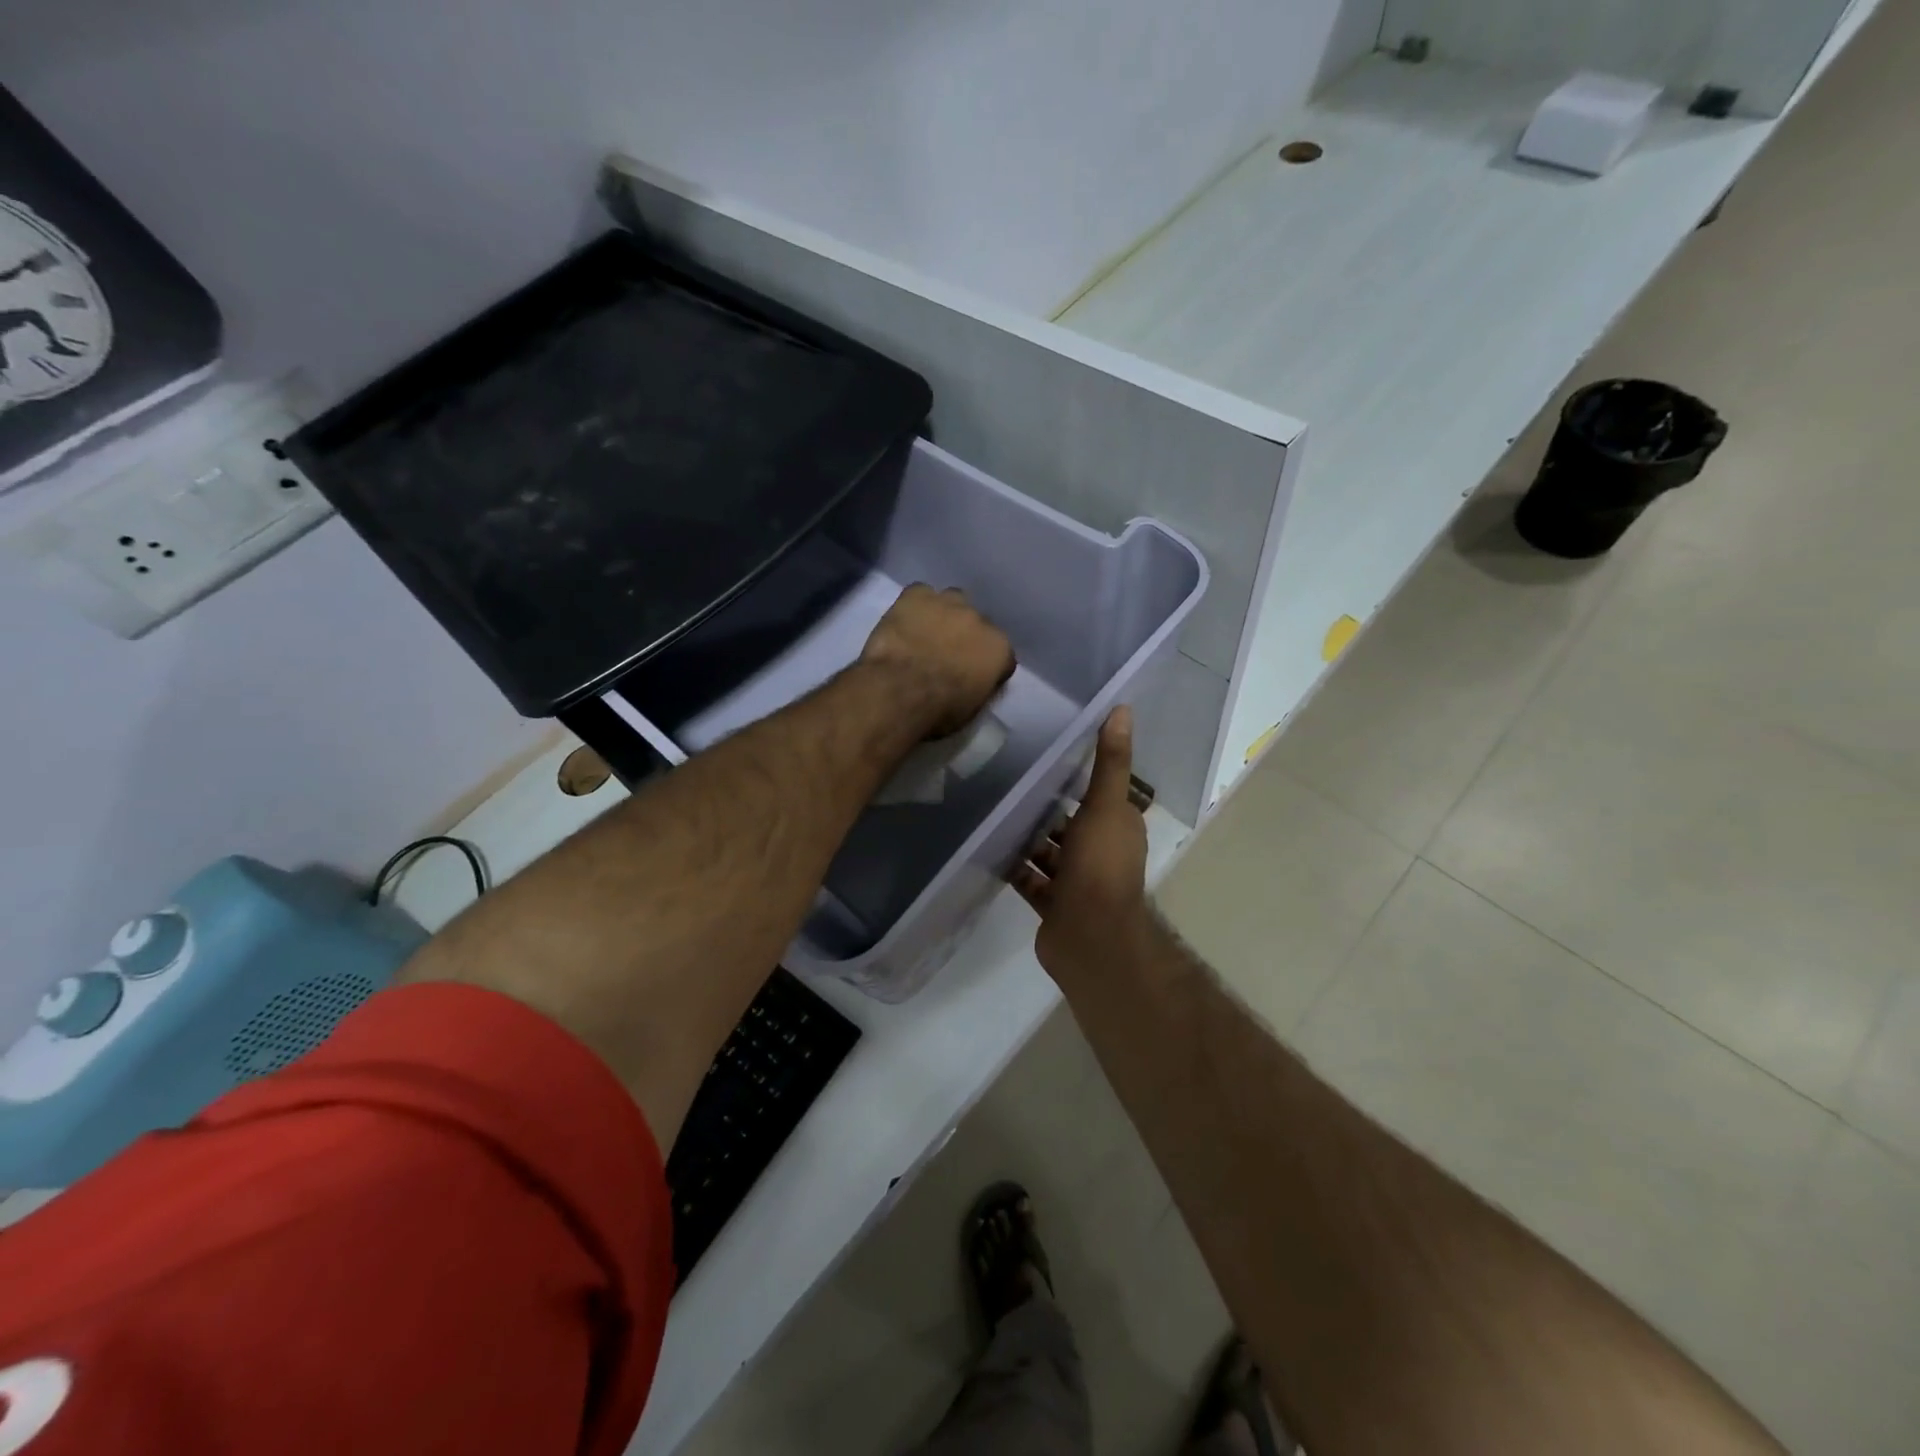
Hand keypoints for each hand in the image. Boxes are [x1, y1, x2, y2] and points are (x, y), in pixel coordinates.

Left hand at [860, 584, 1015, 737]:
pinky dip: (914, 606)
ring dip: (943, 615)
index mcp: (1000, 649)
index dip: (984, 663)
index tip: (970, 675)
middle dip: (965, 636)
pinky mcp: (917, 594)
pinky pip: (920, 593)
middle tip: (945, 654)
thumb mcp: (971, 709)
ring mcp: (949, 603)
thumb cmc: (938, 711)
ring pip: (952, 601)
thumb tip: (974, 681)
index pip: (1000, 653)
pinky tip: (904, 621)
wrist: (899, 692)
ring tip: (925, 633)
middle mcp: (981, 619)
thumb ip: (980, 685)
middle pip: (977, 623)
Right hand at [1014, 707, 1149, 977]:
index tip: (1043, 754)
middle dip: (1043, 806)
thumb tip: (1123, 708)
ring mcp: (1076, 881)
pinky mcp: (1053, 903)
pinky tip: (988, 847)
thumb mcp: (1105, 806)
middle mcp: (1099, 852)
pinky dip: (1014, 866)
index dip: (1074, 777)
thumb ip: (1110, 761)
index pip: (1097, 794)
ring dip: (1026, 836)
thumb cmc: (1100, 866)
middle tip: (1005, 778)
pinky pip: (1030, 878)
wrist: (1089, 937)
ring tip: (991, 809)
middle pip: (1068, 822)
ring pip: (1048, 850)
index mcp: (1117, 827)